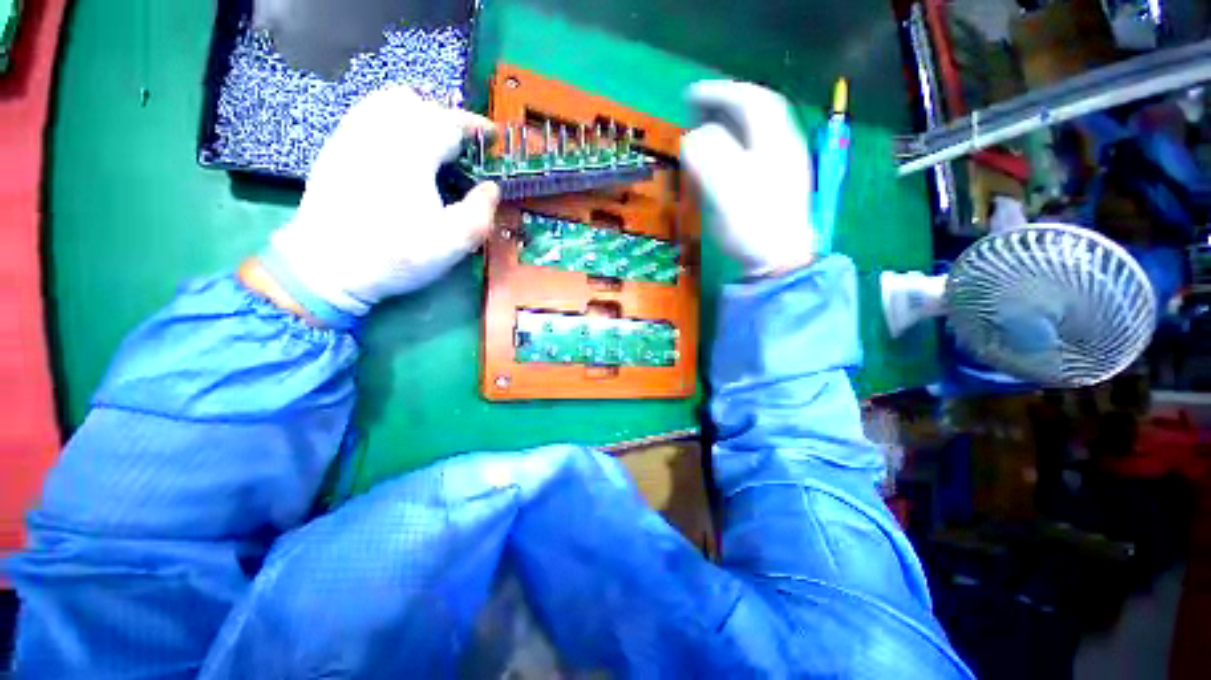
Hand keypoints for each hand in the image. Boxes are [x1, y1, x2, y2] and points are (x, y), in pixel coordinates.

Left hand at [262, 84, 499, 322]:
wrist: (327, 267)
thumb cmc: (396, 254)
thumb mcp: (453, 242)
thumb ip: (481, 211)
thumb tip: (492, 188)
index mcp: (412, 151)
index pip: (450, 121)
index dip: (476, 127)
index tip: (493, 138)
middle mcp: (379, 131)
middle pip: (419, 103)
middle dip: (448, 119)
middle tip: (465, 147)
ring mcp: (352, 135)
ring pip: (389, 102)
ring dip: (419, 115)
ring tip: (435, 144)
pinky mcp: (337, 147)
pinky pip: (368, 114)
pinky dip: (392, 120)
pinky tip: (401, 148)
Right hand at [681, 81, 814, 275]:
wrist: (779, 261)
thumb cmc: (753, 226)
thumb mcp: (727, 191)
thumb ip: (708, 158)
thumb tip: (691, 138)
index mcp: (774, 141)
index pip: (750, 100)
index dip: (720, 92)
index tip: (690, 94)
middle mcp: (783, 145)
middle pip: (759, 110)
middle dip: (727, 102)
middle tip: (698, 107)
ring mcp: (784, 165)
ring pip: (760, 130)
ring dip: (733, 121)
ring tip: (708, 126)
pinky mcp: (778, 184)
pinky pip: (758, 149)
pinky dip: (738, 142)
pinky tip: (726, 155)